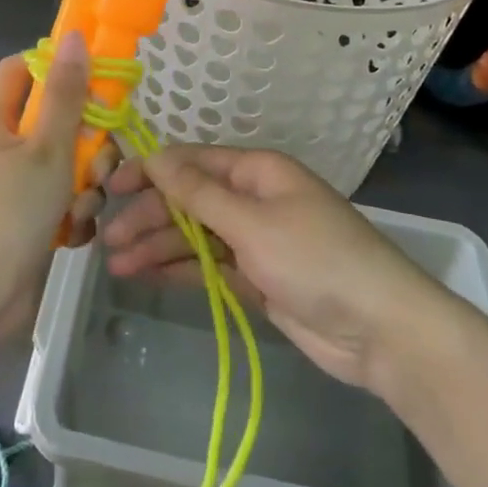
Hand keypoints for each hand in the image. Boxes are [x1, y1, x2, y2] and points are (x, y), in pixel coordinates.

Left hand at [0, 33, 113, 343]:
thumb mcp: (48, 147)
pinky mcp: (18, 216)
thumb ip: (66, 93)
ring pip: (60, 162)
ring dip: (82, 182)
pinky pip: (54, 197)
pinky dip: (69, 211)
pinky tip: (72, 232)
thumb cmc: (12, 211)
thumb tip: (73, 38)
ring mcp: (5, 183)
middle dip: (84, 140)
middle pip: (50, 118)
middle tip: (99, 160)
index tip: (95, 82)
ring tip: (81, 207)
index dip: (57, 67)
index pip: (21, 68)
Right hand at [101, 146, 438, 386]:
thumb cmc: (316, 260)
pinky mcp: (256, 278)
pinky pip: (208, 265)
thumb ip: (199, 194)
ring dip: (157, 246)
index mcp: (257, 171)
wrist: (379, 329)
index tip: (110, 187)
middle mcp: (253, 199)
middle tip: (108, 238)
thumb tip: (156, 157)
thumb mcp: (252, 222)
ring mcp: (255, 240)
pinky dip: (178, 269)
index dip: (150, 171)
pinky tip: (145, 276)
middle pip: (189, 200)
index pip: (192, 162)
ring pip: (195, 235)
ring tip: (116, 265)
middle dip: (149, 215)